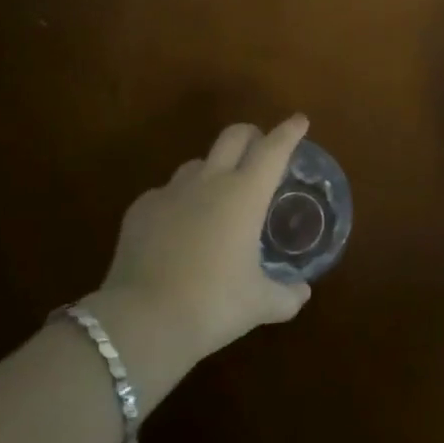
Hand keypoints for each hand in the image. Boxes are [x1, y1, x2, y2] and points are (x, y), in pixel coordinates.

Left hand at [93, 116, 312, 365]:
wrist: (142, 321)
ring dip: (213, 168)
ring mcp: (172, 191)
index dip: (289, 132)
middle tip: (260, 147)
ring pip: (198, 162)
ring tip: (217, 193)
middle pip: (234, 136)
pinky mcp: (141, 208)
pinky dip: (178, 202)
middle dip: (251, 134)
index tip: (299, 120)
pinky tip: (177, 228)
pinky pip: (166, 193)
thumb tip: (302, 293)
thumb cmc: (212, 306)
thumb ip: (285, 296)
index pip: (274, 149)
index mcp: (245, 194)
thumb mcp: (257, 305)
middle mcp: (210, 181)